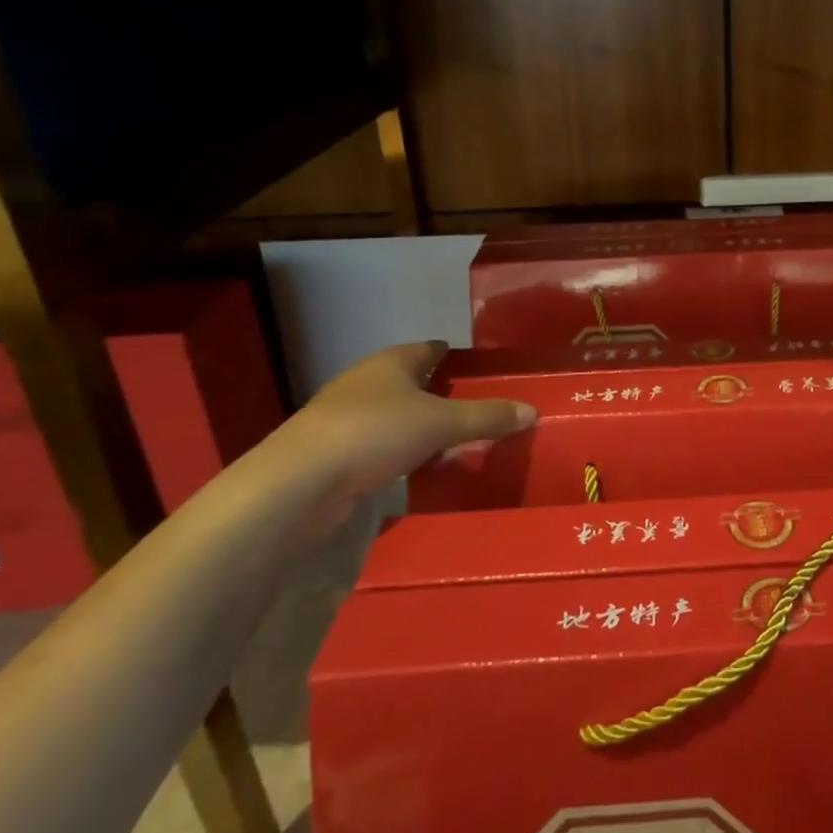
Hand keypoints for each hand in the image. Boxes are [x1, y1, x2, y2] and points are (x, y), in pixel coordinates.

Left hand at [279, 342, 535, 514]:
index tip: (478, 369)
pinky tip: (419, 469)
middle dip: (440, 393)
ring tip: (455, 442)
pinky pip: (380, 447)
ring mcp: (345, 419)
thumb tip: (532, 410)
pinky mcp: (334, 454)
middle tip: (477, 408)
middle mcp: (367, 383)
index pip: (430, 349)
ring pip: (395, 416)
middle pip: (411, 382)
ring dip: (420, 427)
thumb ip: (487, 417)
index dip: (454, 356)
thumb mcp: (443, 423)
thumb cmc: (375, 433)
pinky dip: (401, 453)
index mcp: (392, 362)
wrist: (300, 483)